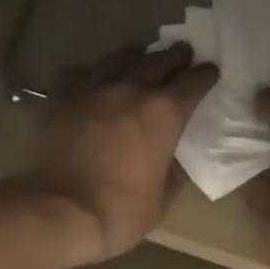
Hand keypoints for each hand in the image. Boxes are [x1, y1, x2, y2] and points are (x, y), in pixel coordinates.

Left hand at [10, 43, 217, 264]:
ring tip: (140, 60)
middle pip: (159, 61)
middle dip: (175, 58)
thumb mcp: (161, 201)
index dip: (205, 76)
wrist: (59, 212)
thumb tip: (170, 158)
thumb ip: (171, 172)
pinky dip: (91, 74)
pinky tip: (91, 81)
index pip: (193, 82)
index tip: (210, 72)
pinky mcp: (61, 98)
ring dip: (135, 58)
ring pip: (119, 58)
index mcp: (163, 114)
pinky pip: (79, 74)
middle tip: (182, 55)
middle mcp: (130, 90)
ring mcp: (92, 90)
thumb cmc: (118, 213)